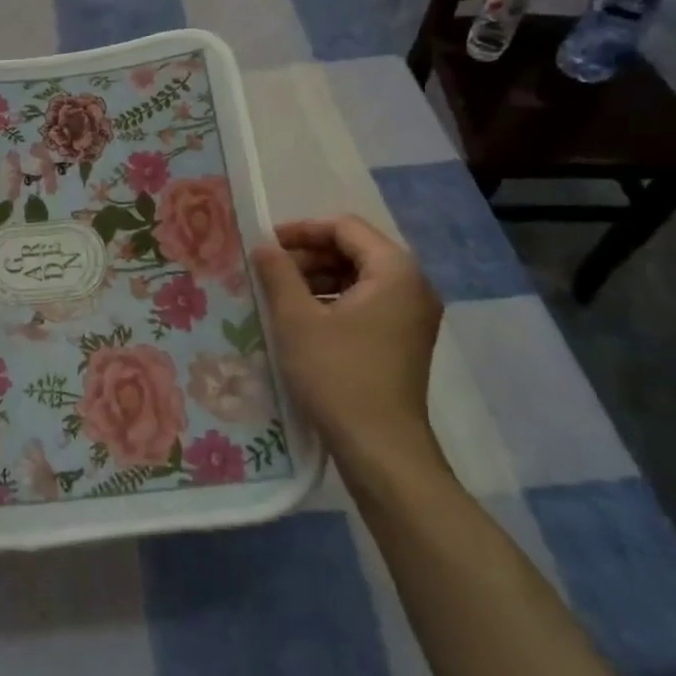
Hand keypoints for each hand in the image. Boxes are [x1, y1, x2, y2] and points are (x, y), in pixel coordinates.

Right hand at [252, 215, 446, 481]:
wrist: (381, 448)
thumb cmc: (338, 375)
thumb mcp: (297, 320)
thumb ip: (278, 274)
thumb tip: (263, 246)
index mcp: (394, 270)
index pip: (345, 228)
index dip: (303, 230)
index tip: (266, 243)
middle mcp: (413, 285)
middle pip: (355, 250)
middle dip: (309, 256)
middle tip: (269, 271)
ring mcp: (412, 315)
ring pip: (360, 278)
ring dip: (319, 279)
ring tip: (279, 295)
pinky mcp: (404, 340)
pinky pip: (367, 303)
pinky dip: (334, 302)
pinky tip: (302, 319)